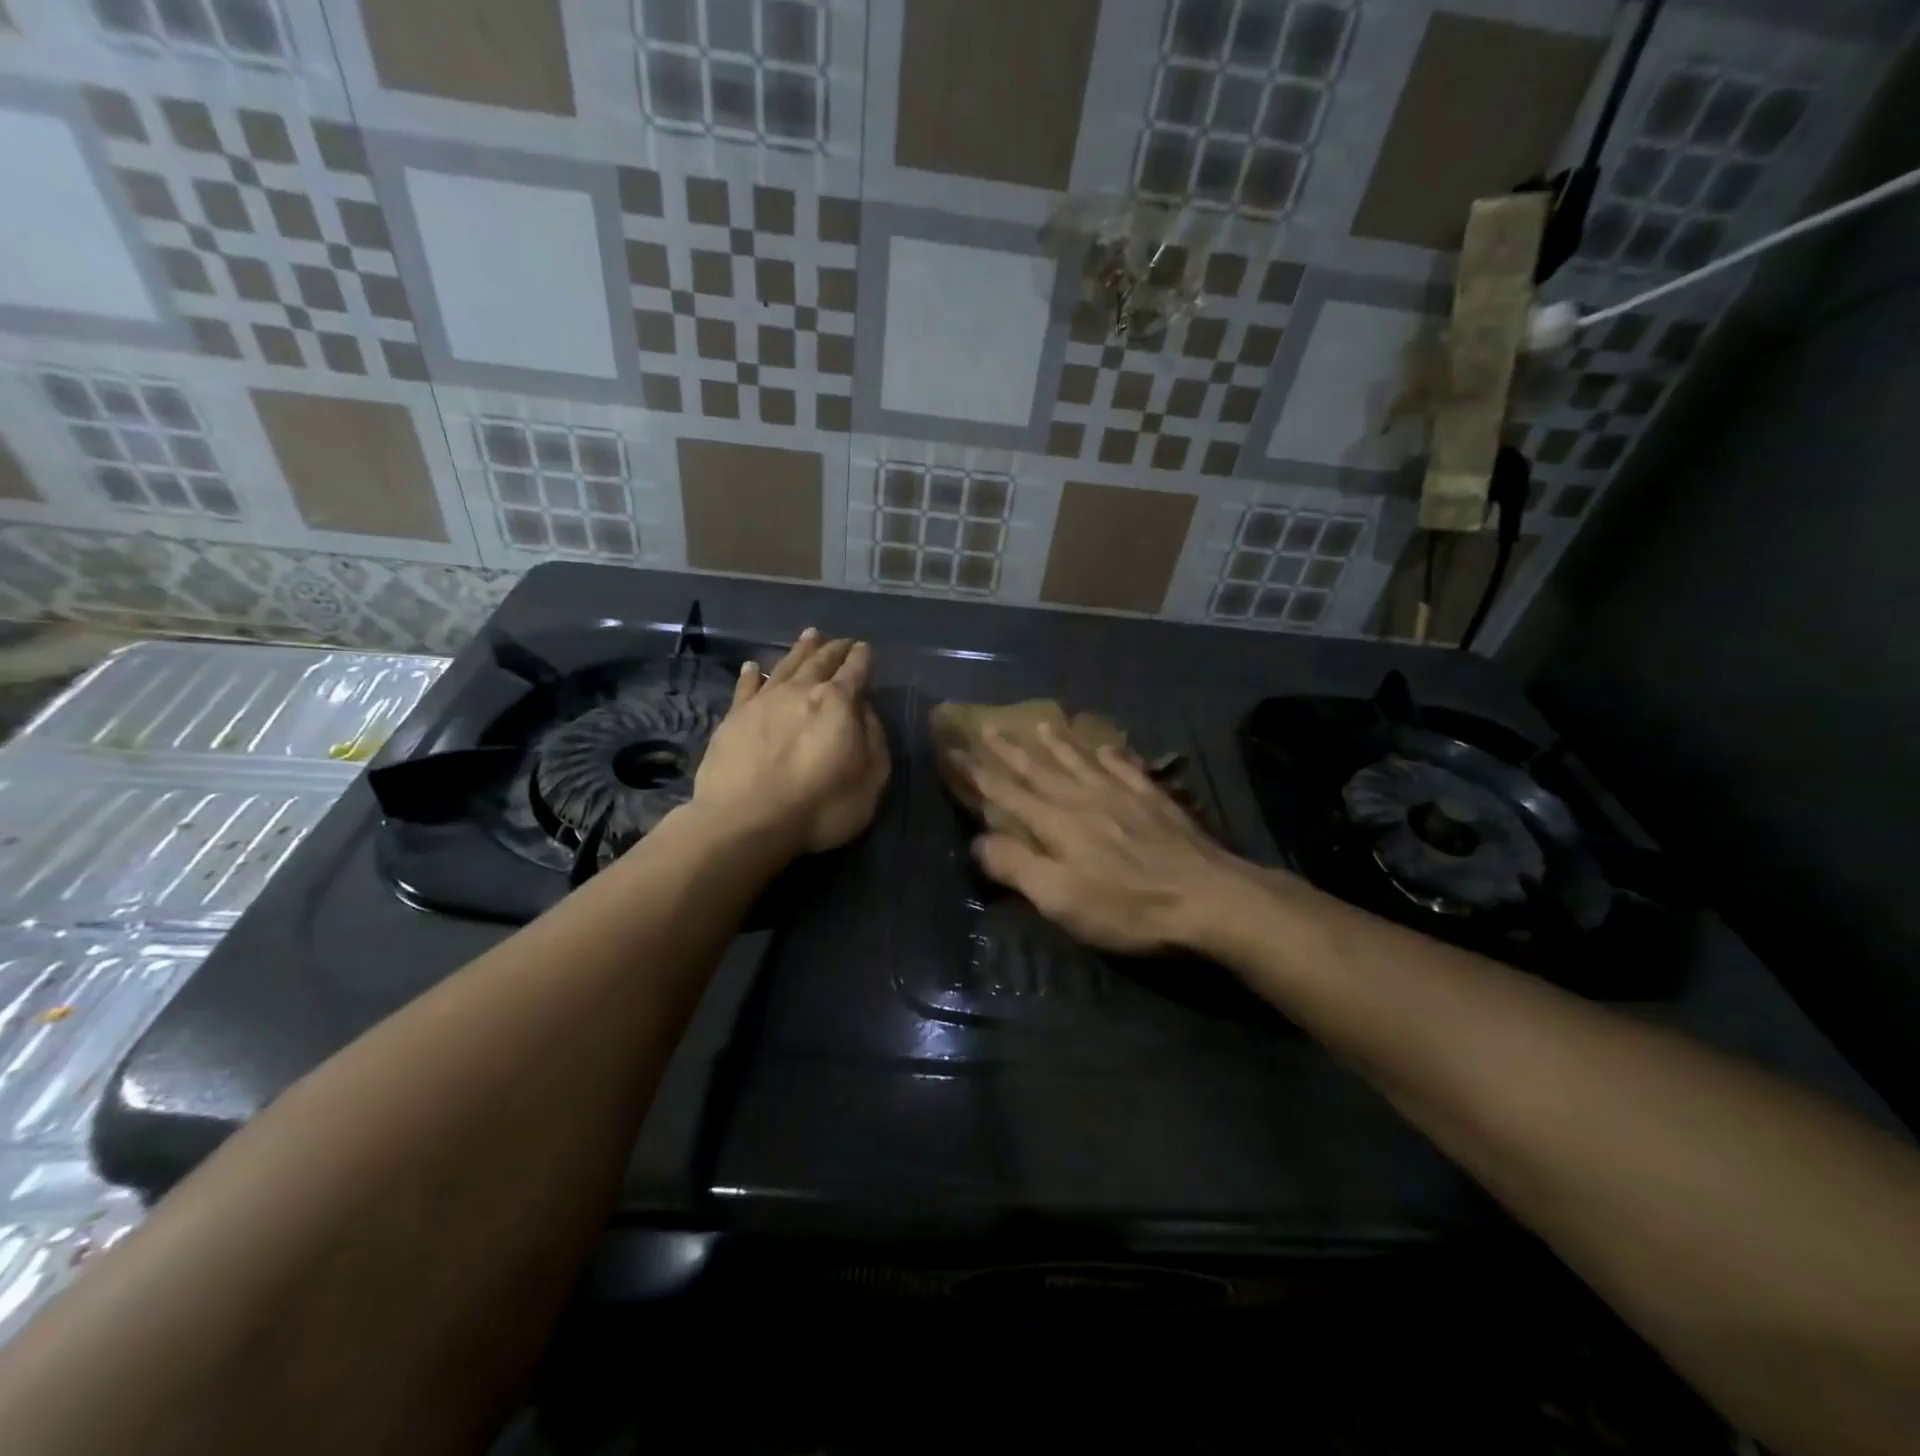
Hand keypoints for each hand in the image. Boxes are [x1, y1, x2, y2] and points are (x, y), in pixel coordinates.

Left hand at [692, 628, 889, 855]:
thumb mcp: (870, 780)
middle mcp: (801, 691)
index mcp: (838, 703)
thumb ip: (873, 740)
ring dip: (800, 650)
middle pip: (821, 661)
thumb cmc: (819, 806)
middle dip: (834, 649)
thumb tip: (864, 712)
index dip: (862, 658)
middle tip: (842, 641)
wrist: (746, 821)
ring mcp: (763, 701)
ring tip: (810, 635)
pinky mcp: (733, 717)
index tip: (865, 648)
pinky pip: (745, 687)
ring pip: (786, 665)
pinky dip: (750, 674)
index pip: (855, 671)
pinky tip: (752, 666)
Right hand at [963, 724, 1256, 954]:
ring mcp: (1122, 795)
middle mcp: (1083, 799)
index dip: (978, 773)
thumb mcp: (1061, 898)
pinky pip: (1124, 767)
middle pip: (1040, 769)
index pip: (1006, 793)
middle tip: (988, 727)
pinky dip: (1109, 754)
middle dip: (1010, 750)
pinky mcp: (1154, 800)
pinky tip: (1105, 746)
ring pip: (1080, 762)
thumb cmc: (1127, 907)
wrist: (1207, 898)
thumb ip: (1017, 866)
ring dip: (1057, 744)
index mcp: (1056, 823)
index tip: (955, 751)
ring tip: (1042, 724)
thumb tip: (978, 841)